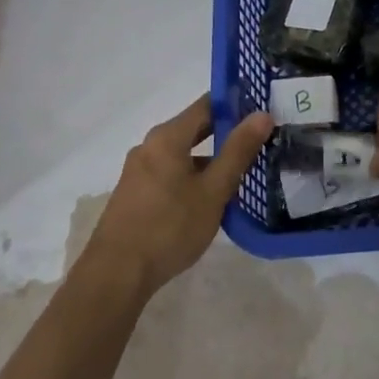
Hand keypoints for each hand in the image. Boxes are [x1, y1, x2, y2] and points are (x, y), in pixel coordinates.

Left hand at [85, 95, 273, 296]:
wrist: (116, 274)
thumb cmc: (169, 227)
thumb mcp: (213, 190)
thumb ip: (238, 151)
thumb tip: (262, 114)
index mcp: (167, 137)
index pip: (207, 104)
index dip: (235, 104)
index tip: (262, 111)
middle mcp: (149, 146)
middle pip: (193, 129)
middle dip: (225, 133)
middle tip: (259, 140)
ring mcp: (138, 171)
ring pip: (182, 155)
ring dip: (209, 160)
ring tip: (240, 174)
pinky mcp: (134, 194)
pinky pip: (169, 173)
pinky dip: (191, 177)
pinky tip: (209, 199)